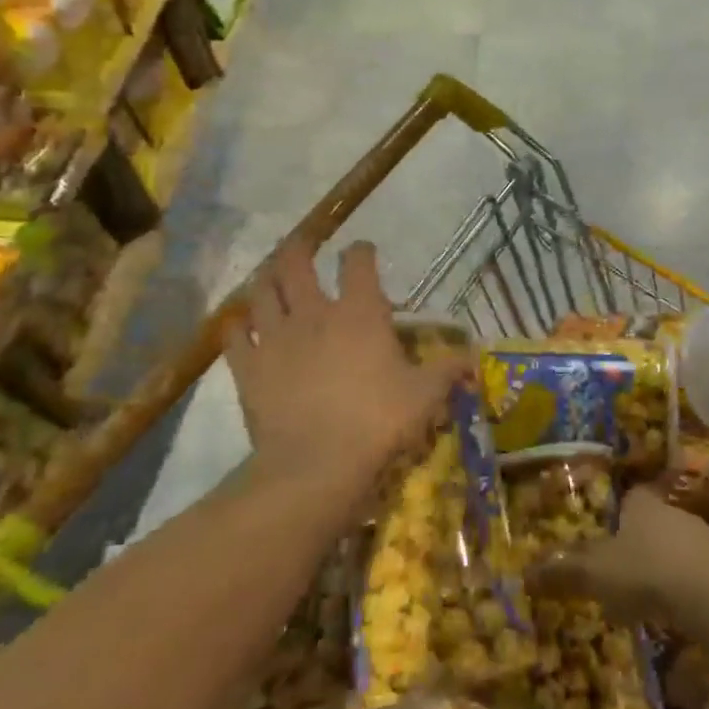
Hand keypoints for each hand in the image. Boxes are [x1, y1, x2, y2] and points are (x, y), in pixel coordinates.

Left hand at [224, 240, 466, 515]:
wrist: (316, 464)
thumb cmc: (378, 421)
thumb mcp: (425, 395)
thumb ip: (449, 369)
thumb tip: (475, 355)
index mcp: (359, 313)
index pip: (358, 264)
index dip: (361, 251)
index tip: (364, 250)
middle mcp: (313, 313)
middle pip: (296, 263)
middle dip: (300, 247)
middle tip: (303, 244)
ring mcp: (274, 337)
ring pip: (261, 291)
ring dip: (265, 278)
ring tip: (269, 275)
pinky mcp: (248, 366)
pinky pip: (233, 335)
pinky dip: (235, 324)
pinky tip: (239, 324)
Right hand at [529, 486, 708, 627]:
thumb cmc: (647, 572)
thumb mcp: (596, 573)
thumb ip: (564, 571)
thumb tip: (526, 571)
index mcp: (642, 504)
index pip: (629, 497)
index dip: (616, 512)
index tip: (604, 533)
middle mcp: (674, 512)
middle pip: (651, 521)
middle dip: (636, 543)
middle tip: (618, 570)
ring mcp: (703, 538)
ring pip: (674, 547)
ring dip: (660, 566)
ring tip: (643, 596)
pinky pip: (695, 571)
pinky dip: (682, 586)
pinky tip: (672, 610)